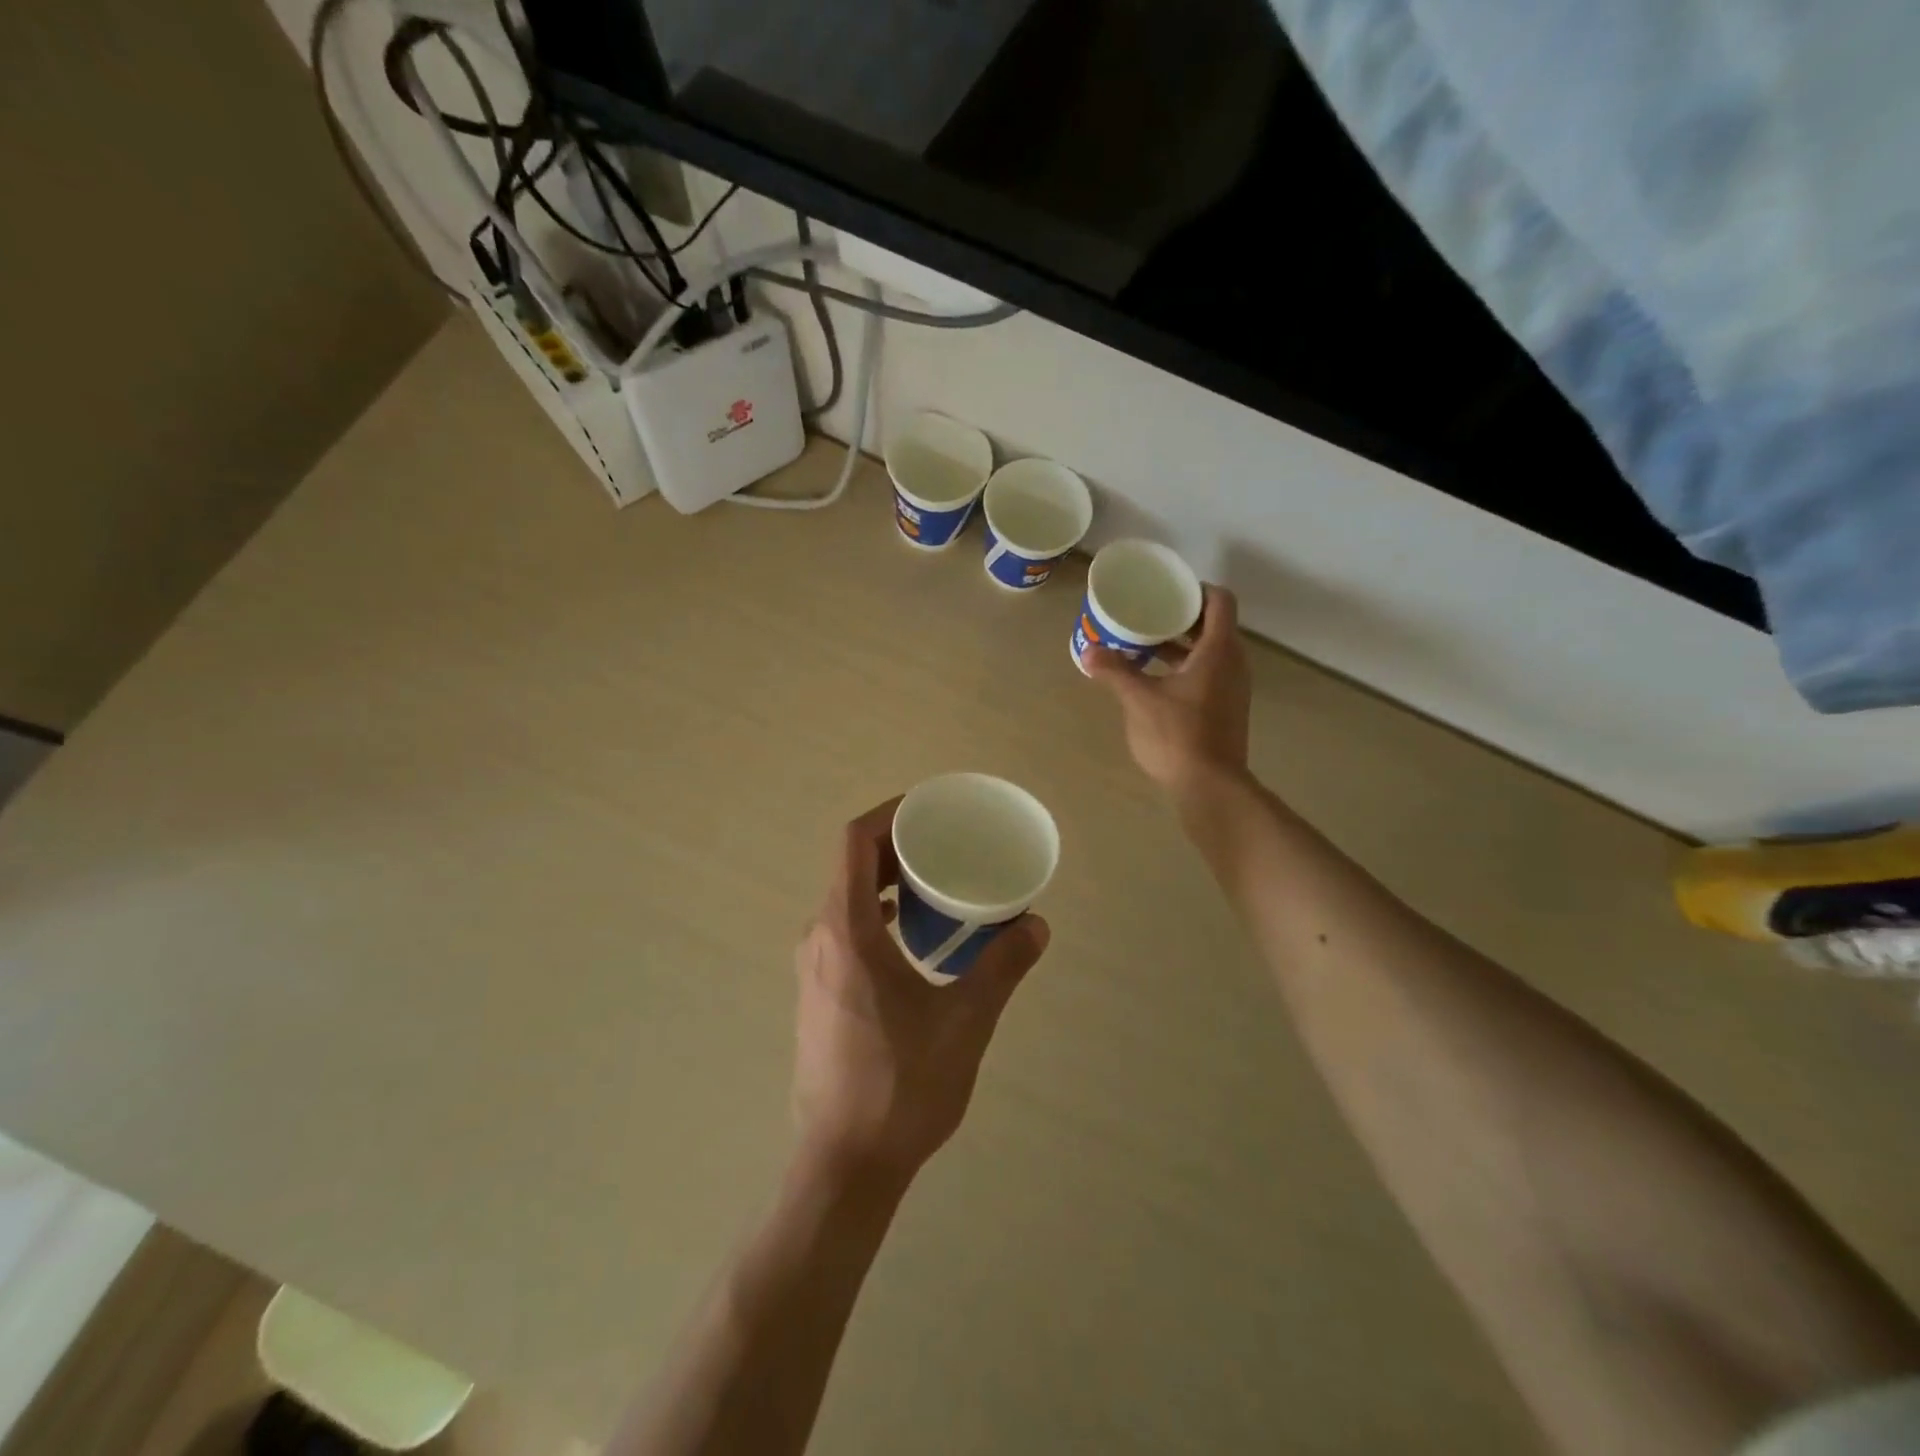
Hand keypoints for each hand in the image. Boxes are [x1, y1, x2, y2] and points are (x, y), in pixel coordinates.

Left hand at [792, 800, 1049, 1181]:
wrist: (845, 1164)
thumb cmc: (901, 1086)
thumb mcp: (965, 1022)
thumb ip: (1002, 966)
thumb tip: (1036, 924)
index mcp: (845, 930)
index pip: (854, 842)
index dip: (890, 813)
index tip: (931, 810)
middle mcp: (819, 937)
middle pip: (851, 866)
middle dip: (897, 846)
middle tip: (947, 845)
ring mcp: (813, 967)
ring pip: (847, 898)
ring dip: (887, 882)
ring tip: (937, 886)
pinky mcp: (818, 992)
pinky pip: (845, 928)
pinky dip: (878, 913)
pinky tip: (916, 938)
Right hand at [1085, 585, 1251, 793]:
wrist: (1210, 786)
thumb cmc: (1178, 735)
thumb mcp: (1139, 699)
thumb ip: (1115, 671)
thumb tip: (1089, 651)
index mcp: (1218, 650)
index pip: (1219, 601)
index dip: (1196, 589)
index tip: (1167, 590)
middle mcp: (1233, 663)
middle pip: (1213, 625)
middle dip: (1180, 617)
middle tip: (1147, 614)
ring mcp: (1232, 688)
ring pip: (1209, 651)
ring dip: (1180, 644)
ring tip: (1144, 645)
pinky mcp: (1226, 708)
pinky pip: (1207, 673)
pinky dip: (1184, 667)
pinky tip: (1154, 679)